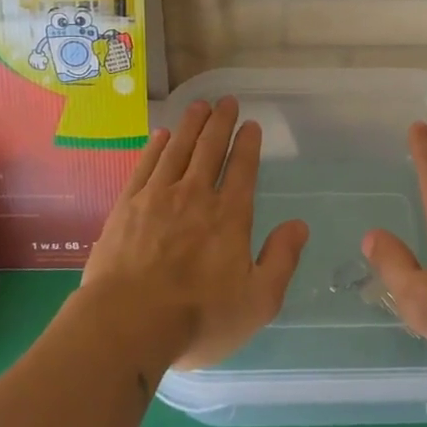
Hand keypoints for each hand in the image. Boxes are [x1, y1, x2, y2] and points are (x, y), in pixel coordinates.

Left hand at [78, 96, 307, 370]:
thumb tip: (299, 225)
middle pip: (210, 149)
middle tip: (226, 101)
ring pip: (177, 149)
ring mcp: (157, 197)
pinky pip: (145, 166)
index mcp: (229, 216)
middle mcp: (195, 196)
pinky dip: (155, 147)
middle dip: (221, 122)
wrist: (127, 324)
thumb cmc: (199, 318)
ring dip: (190, 125)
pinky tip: (161, 136)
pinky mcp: (127, 206)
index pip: (242, 168)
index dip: (247, 144)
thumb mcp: (258, 301)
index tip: (251, 124)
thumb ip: (281, 259)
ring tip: (199, 106)